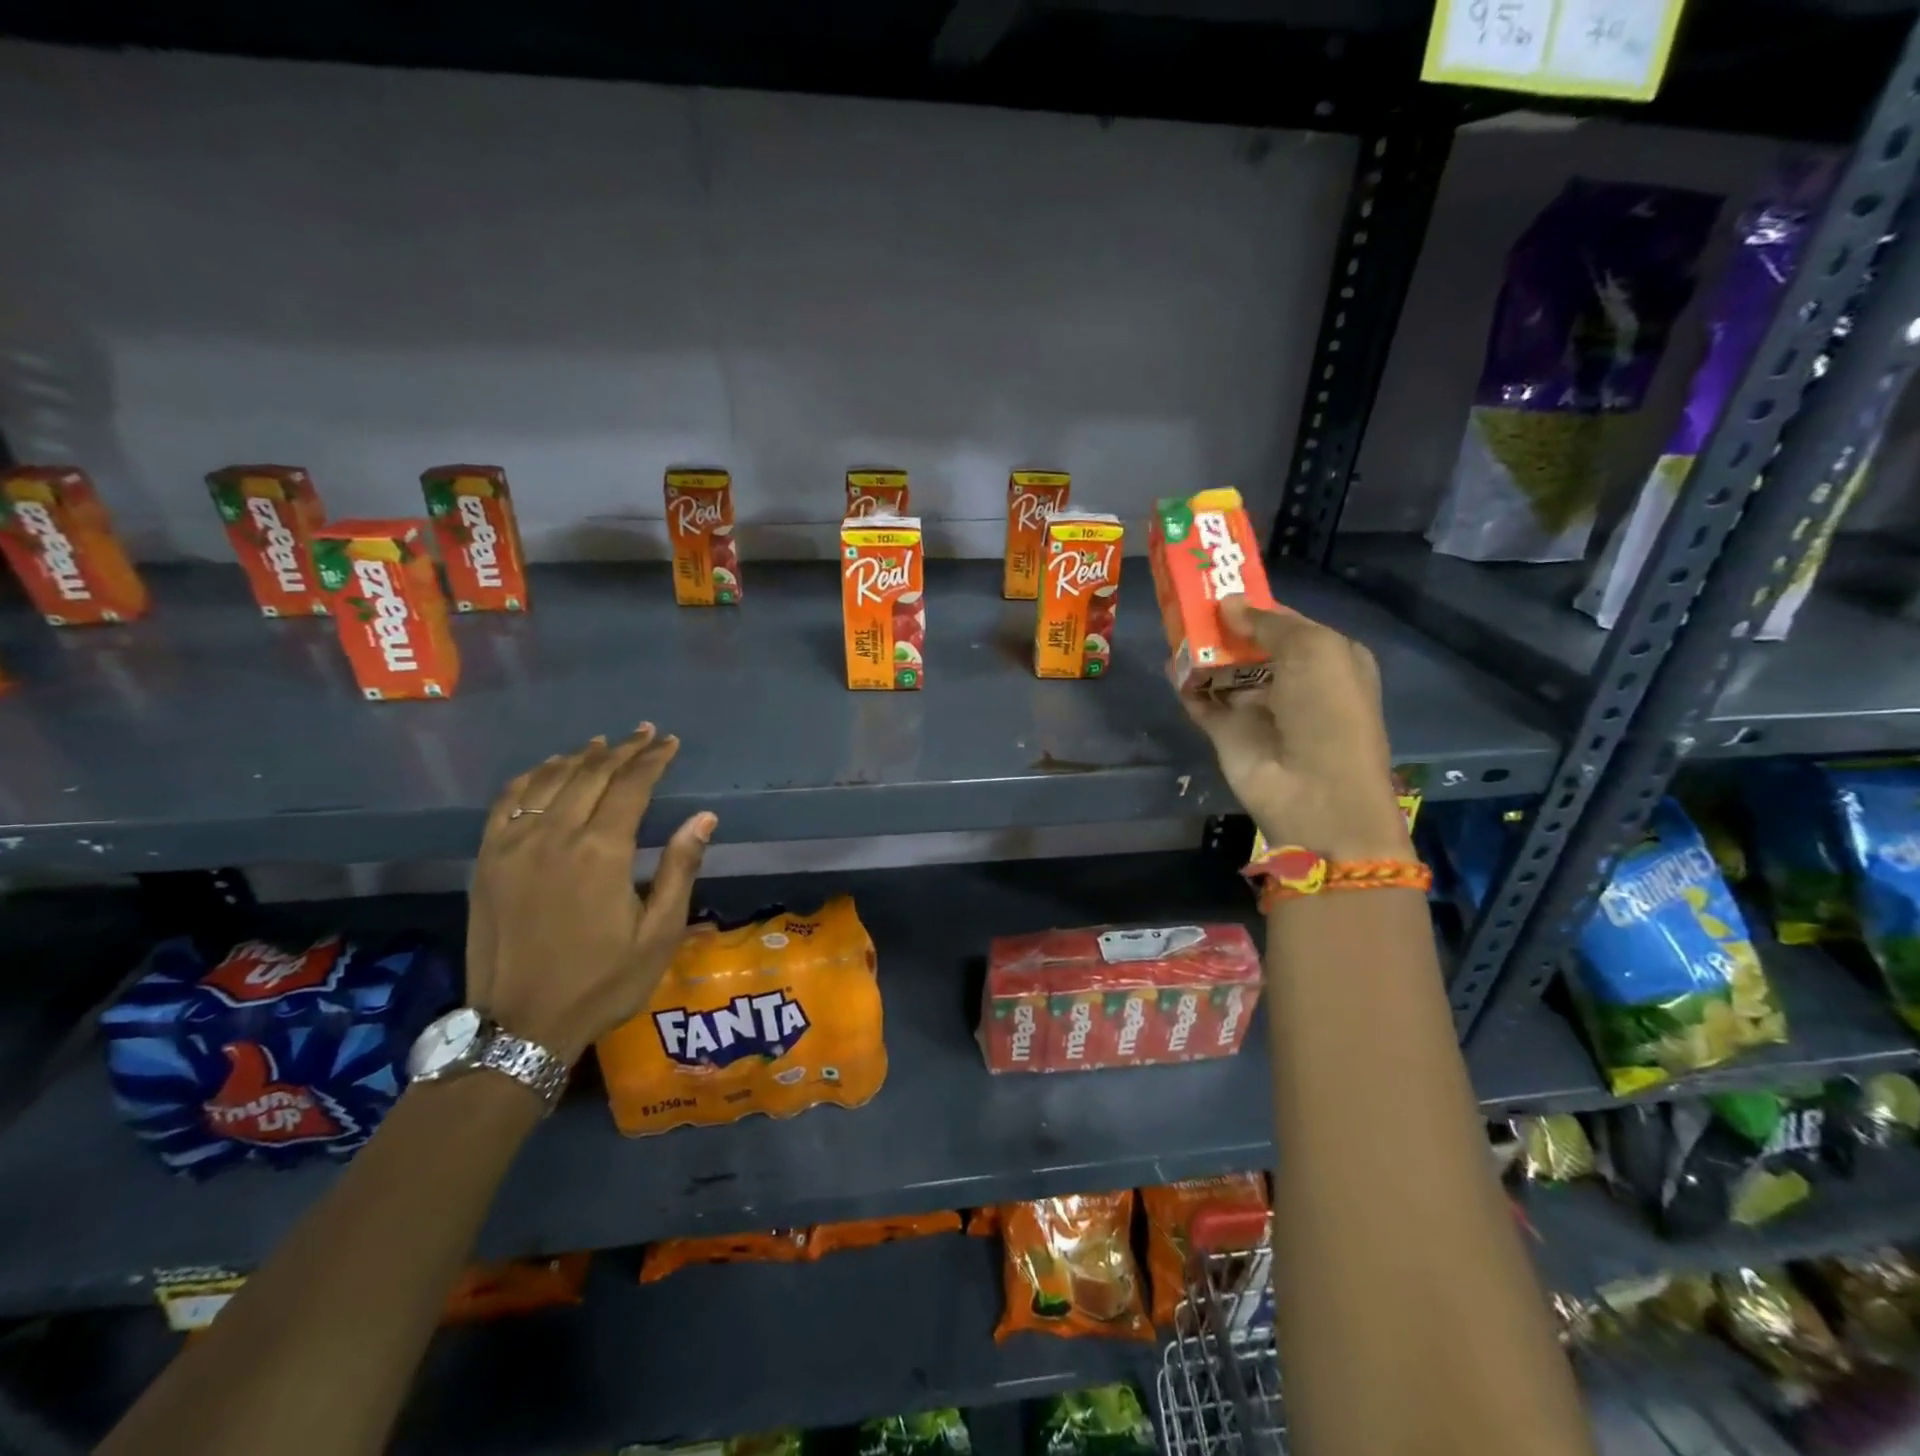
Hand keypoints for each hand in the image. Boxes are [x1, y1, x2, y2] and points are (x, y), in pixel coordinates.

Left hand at [465, 724, 715, 1065]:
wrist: (520, 1027)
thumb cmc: (602, 982)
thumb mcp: (659, 933)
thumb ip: (680, 869)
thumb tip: (703, 818)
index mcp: (601, 852)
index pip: (631, 786)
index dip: (652, 760)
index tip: (668, 743)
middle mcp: (554, 836)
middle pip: (591, 774)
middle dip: (622, 750)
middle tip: (644, 734)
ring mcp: (513, 846)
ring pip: (548, 780)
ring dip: (580, 757)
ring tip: (603, 744)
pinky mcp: (487, 861)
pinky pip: (507, 801)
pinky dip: (531, 777)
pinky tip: (547, 771)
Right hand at [1184, 597, 1411, 862]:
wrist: (1316, 791)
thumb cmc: (1327, 709)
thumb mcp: (1312, 649)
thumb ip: (1267, 622)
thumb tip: (1227, 604)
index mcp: (1327, 660)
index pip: (1287, 624)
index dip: (1256, 606)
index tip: (1220, 585)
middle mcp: (1294, 683)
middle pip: (1251, 647)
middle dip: (1223, 627)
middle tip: (1188, 602)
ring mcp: (1258, 710)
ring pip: (1224, 672)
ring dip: (1201, 652)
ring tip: (1173, 625)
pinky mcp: (1228, 734)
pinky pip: (1202, 702)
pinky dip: (1186, 684)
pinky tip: (1169, 664)